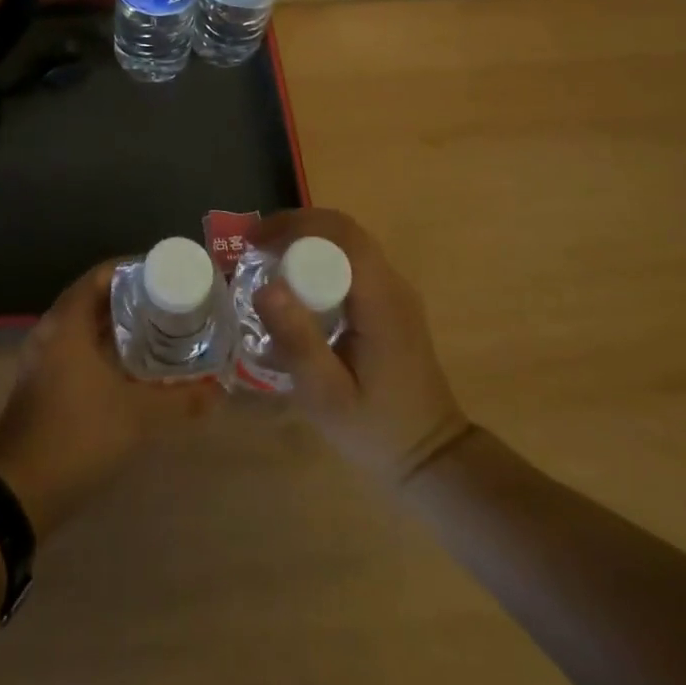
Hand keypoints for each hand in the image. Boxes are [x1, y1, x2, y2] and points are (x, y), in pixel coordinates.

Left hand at [0, 261, 220, 539]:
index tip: (168, 277)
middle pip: (95, 298)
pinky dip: (103, 349)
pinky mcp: (41, 382)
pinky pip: (76, 349)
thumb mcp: (138, 416)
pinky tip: (132, 368)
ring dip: (118, 327)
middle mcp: (52, 330)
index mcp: (68, 321)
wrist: (18, 491)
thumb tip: (218, 391)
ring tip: (159, 332)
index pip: (103, 274)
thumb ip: (180, 400)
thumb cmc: (78, 435)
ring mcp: (42, 357)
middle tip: (171, 305)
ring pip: (85, 326)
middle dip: (132, 300)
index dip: (136, 270)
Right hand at [250, 207, 470, 484]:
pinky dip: (319, 257)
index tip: (254, 242)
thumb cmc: (376, 429)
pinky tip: (295, 282)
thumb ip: (297, 341)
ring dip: (306, 239)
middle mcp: (393, 285)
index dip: (295, 226)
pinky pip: (352, 262)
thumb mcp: (326, 395)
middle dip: (295, 227)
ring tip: (266, 258)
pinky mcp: (391, 302)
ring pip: (348, 242)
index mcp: (381, 300)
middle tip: (254, 246)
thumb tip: (265, 287)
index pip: (342, 236)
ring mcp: (395, 292)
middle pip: (344, 231)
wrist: (432, 458)